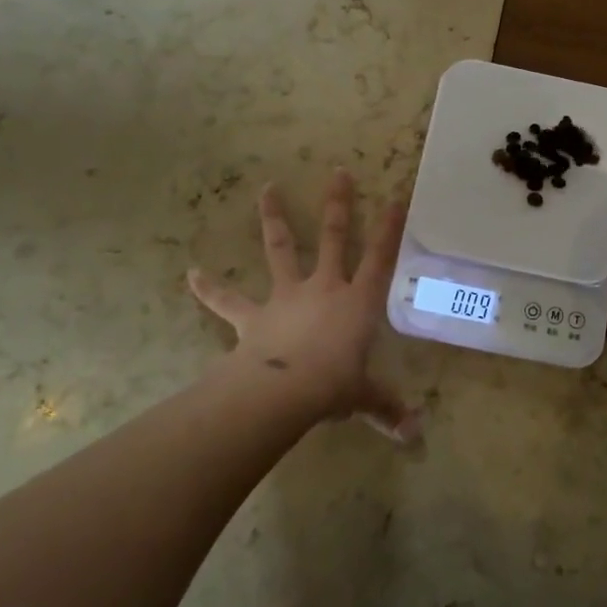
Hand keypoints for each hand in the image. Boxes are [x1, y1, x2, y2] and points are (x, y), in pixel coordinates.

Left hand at [188, 168, 417, 441]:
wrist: (284, 389)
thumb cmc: (334, 385)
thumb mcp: (365, 396)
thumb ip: (387, 409)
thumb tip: (415, 435)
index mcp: (357, 301)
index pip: (381, 257)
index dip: (390, 228)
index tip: (396, 197)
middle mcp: (324, 287)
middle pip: (334, 237)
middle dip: (338, 204)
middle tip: (338, 171)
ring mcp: (287, 296)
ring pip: (282, 249)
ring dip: (274, 219)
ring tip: (266, 189)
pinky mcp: (255, 315)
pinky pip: (229, 300)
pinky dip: (210, 288)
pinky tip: (191, 273)